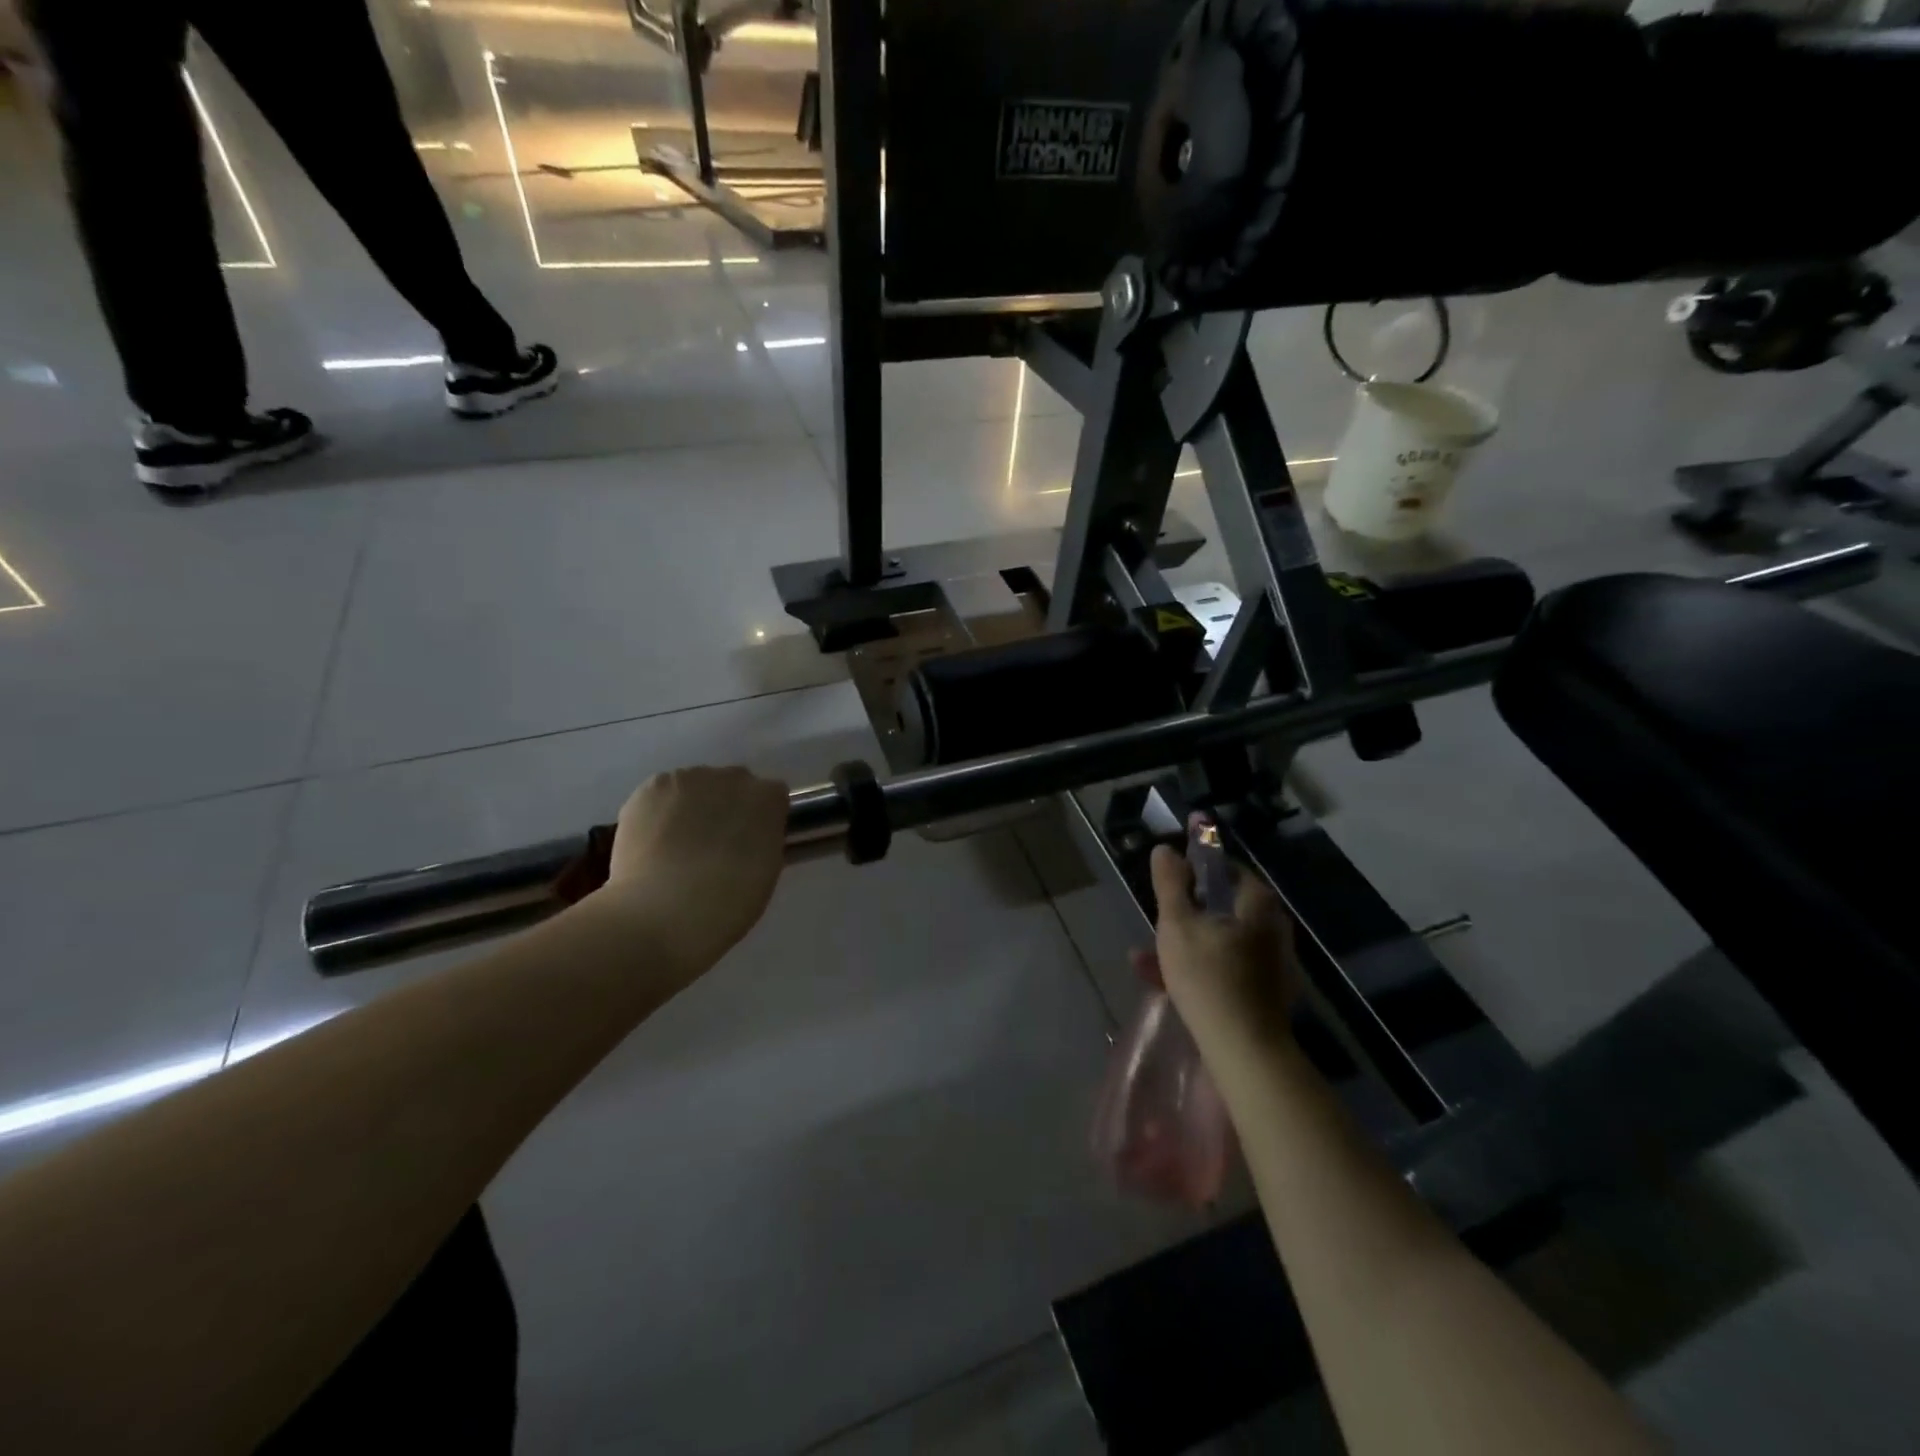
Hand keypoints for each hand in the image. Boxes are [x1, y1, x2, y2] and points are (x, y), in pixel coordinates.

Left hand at [594, 766, 790, 977]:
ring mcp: (689, 779)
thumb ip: (764, 840)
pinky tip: (653, 842)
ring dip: (692, 806)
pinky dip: (659, 812)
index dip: (761, 819)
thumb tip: (751, 835)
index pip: (772, 796)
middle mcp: (732, 778)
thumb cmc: (726, 906)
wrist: (660, 915)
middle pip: (734, 784)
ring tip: (676, 846)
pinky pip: (662, 794)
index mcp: (768, 799)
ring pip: (695, 786)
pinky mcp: (650, 788)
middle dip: (727, 806)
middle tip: (714, 844)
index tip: (751, 842)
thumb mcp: (766, 873)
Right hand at [1148, 838, 1297, 1055]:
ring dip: (1184, 943)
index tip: (1171, 876)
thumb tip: (1164, 849)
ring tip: (1144, 955)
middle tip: (1157, 917)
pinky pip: (1225, 968)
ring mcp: (1271, 963)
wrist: (1245, 1051)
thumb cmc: (1208, 977)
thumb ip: (1169, 884)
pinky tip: (1163, 981)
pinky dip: (1197, 967)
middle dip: (1185, 911)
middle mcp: (1271, 929)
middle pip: (1222, 907)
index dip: (1197, 867)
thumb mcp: (1177, 924)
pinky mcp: (1263, 993)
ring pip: (1219, 940)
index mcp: (1257, 905)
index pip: (1227, 869)